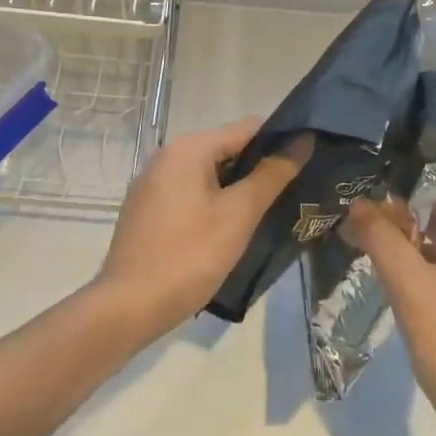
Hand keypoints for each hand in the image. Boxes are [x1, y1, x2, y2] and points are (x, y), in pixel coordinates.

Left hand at [91, 117, 298, 344]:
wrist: (127, 307)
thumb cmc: (189, 256)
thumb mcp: (239, 215)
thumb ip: (271, 175)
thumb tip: (302, 141)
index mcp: (189, 148)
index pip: (247, 128)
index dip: (280, 141)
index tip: (308, 161)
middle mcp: (167, 155)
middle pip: (226, 148)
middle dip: (258, 167)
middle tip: (292, 192)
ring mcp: (152, 182)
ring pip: (207, 173)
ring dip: (236, 187)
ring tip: (267, 212)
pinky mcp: (145, 208)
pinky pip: (188, 192)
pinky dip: (212, 201)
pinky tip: (228, 229)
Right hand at [344, 180, 435, 435]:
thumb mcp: (409, 285)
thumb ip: (381, 239)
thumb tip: (357, 204)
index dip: (417, 167)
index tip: (379, 162)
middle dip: (402, 200)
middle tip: (359, 194)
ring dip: (404, 231)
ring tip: (362, 225)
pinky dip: (412, 258)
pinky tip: (382, 266)